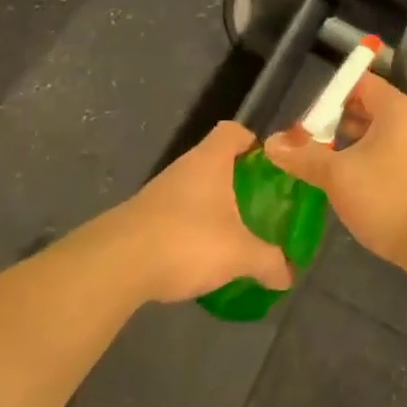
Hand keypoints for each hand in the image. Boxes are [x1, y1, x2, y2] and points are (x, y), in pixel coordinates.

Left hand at [110, 122, 292, 303]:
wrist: (117, 265)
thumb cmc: (187, 240)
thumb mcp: (238, 254)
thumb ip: (268, 262)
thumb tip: (289, 275)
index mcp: (210, 160)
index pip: (233, 131)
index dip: (251, 142)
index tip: (266, 166)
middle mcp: (184, 168)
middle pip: (214, 161)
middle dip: (235, 181)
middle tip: (255, 205)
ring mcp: (158, 192)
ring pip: (193, 189)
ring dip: (210, 207)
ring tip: (229, 235)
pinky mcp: (140, 218)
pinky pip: (174, 214)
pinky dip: (188, 229)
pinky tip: (197, 257)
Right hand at [264, 72, 406, 266]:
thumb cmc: (388, 196)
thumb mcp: (338, 175)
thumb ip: (304, 157)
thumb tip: (271, 144)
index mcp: (396, 108)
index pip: (359, 84)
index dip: (329, 97)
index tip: (305, 121)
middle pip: (367, 108)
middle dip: (335, 124)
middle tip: (307, 146)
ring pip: (377, 135)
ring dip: (349, 147)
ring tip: (321, 167)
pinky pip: (388, 155)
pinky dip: (366, 162)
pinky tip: (348, 186)